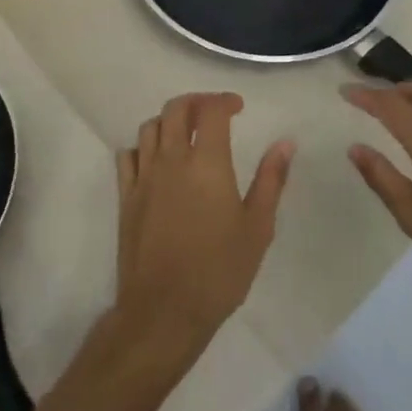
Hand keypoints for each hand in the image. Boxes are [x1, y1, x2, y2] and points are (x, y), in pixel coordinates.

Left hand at [114, 93, 294, 365]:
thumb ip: (271, 180)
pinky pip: (128, 155)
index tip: (238, 108)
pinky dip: (143, 147)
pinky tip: (155, 160)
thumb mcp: (258, 228)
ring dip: (169, 121)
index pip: (211, 111)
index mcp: (207, 163)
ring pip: (150, 127)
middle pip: (176, 108)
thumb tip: (285, 143)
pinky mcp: (126, 196)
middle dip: (196, 102)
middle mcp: (172, 159)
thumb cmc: (219, 271)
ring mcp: (144, 176)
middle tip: (212, 112)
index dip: (224, 100)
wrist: (165, 310)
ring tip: (186, 133)